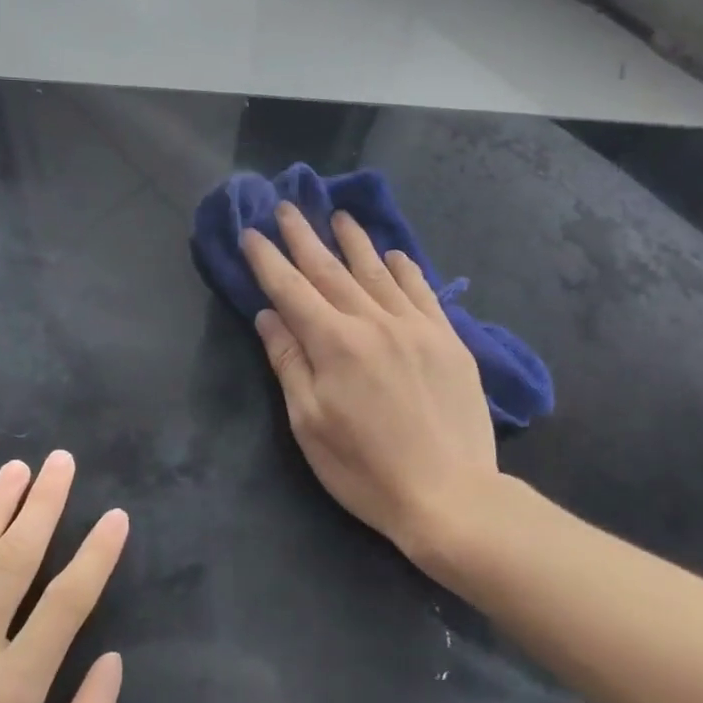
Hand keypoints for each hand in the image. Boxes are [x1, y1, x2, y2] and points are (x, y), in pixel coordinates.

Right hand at [241, 203, 504, 566]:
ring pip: (378, 272)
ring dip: (354, 241)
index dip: (267, 259)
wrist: (451, 495)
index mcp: (334, 343)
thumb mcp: (309, 423)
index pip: (291, 289)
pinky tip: (394, 254)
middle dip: (305, 237)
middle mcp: (374, 322)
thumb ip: (289, 362)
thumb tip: (269, 316)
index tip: (251, 232)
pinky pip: (423, 291)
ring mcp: (416, 327)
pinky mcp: (449, 340)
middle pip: (331, 270)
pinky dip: (405, 268)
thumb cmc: (365, 468)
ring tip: (340, 215)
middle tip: (288, 207)